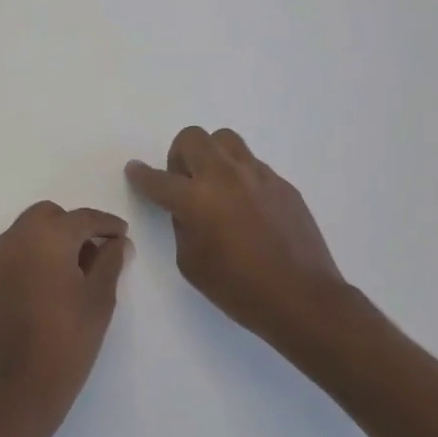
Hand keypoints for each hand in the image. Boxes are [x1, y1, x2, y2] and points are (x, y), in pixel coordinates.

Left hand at [0, 201, 129, 432]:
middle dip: (73, 226)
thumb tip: (117, 242)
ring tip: (73, 270)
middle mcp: (15, 239)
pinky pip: (11, 255)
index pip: (82, 218)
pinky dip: (31, 258)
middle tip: (95, 251)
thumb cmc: (69, 338)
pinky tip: (46, 286)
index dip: (106, 224)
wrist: (21, 385)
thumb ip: (110, 262)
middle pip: (48, 215)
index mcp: (47, 237)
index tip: (122, 234)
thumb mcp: (100, 298)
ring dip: (49, 240)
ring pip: (26, 233)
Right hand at [126, 127, 349, 349]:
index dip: (141, 175)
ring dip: (212, 156)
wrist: (302, 297)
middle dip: (179, 156)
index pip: (158, 179)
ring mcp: (257, 175)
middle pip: (192, 138)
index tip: (135, 171)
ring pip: (225, 140)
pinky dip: (240, 177)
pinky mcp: (282, 183)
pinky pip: (252, 165)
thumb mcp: (191, 263)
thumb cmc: (238, 289)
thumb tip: (186, 209)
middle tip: (184, 182)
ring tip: (216, 185)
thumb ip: (182, 226)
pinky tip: (247, 207)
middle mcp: (224, 176)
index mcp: (195, 199)